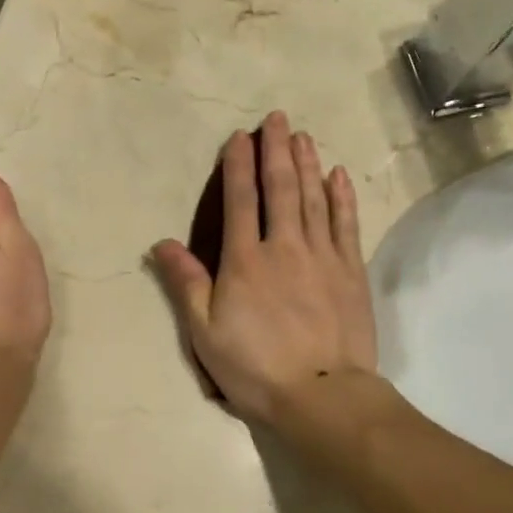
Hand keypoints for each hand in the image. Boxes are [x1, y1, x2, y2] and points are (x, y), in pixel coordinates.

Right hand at [150, 112, 376, 425]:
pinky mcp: (351, 271)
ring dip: (307, 164)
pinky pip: (346, 224)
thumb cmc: (255, 368)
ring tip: (303, 136)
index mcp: (245, 260)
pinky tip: (338, 175)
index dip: (238, 166)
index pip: (240, 200)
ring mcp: (323, 256)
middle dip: (276, 150)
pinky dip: (341, 197)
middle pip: (281, 188)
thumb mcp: (205, 332)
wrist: (322, 395)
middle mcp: (284, 246)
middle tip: (277, 118)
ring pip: (314, 198)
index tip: (239, 137)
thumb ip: (185, 283)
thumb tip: (161, 243)